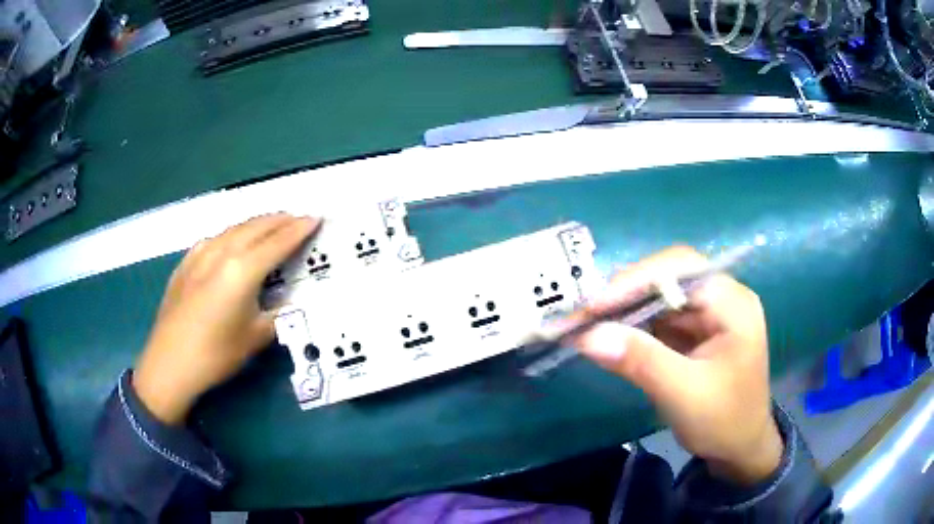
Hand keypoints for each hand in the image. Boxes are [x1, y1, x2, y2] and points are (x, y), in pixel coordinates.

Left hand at [133, 214, 320, 424]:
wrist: (169, 363)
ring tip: (271, 225)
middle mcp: (222, 252)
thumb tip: (284, 303)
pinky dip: (233, 234)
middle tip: (298, 218)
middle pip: (257, 226)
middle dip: (280, 219)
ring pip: (235, 228)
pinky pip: (216, 238)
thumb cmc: (216, 354)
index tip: (316, 218)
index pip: (278, 242)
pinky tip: (232, 242)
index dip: (299, 229)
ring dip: (257, 224)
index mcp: (243, 270)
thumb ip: (275, 315)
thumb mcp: (255, 338)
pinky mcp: (186, 262)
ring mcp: (200, 253)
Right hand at [571, 246, 781, 484]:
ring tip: (585, 323)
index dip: (636, 280)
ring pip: (658, 296)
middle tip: (583, 314)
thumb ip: (640, 361)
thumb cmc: (724, 421)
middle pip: (668, 277)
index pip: (682, 270)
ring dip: (622, 309)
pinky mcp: (692, 331)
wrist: (738, 449)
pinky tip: (607, 334)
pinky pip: (656, 318)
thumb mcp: (684, 394)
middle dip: (624, 293)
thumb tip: (587, 336)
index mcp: (732, 303)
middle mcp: (720, 297)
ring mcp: (705, 313)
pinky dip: (630, 325)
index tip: (594, 305)